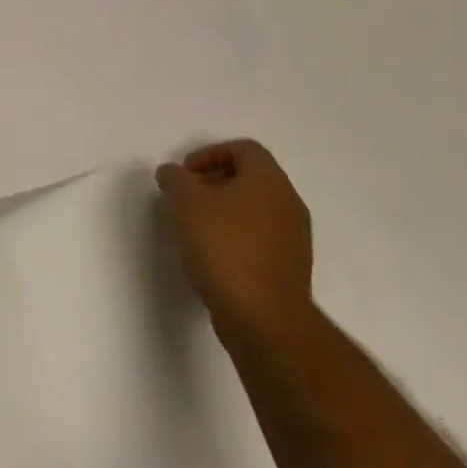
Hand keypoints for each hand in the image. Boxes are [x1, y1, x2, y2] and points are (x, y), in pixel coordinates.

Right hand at [156, 140, 314, 348]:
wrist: (264, 319)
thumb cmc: (225, 250)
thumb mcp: (187, 205)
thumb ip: (176, 180)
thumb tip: (172, 172)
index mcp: (268, 180)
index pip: (243, 149)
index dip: (209, 153)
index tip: (184, 175)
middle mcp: (288, 202)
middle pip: (250, 176)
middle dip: (213, 181)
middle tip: (185, 198)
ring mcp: (293, 236)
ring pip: (255, 207)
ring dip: (223, 209)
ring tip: (193, 227)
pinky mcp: (290, 266)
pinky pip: (260, 235)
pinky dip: (236, 234)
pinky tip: (212, 255)